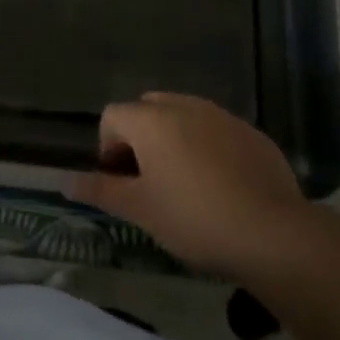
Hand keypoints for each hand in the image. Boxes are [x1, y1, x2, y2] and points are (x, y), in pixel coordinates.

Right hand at [68, 92, 306, 278]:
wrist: (273, 233)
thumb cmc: (194, 218)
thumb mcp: (140, 210)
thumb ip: (101, 190)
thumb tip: (65, 182)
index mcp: (151, 120)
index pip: (112, 116)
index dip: (107, 147)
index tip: (120, 182)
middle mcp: (184, 106)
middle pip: (148, 109)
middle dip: (140, 138)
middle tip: (148, 180)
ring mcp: (222, 116)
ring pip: (184, 116)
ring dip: (174, 140)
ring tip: (184, 183)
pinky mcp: (252, 133)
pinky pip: (216, 130)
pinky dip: (208, 147)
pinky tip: (220, 186)